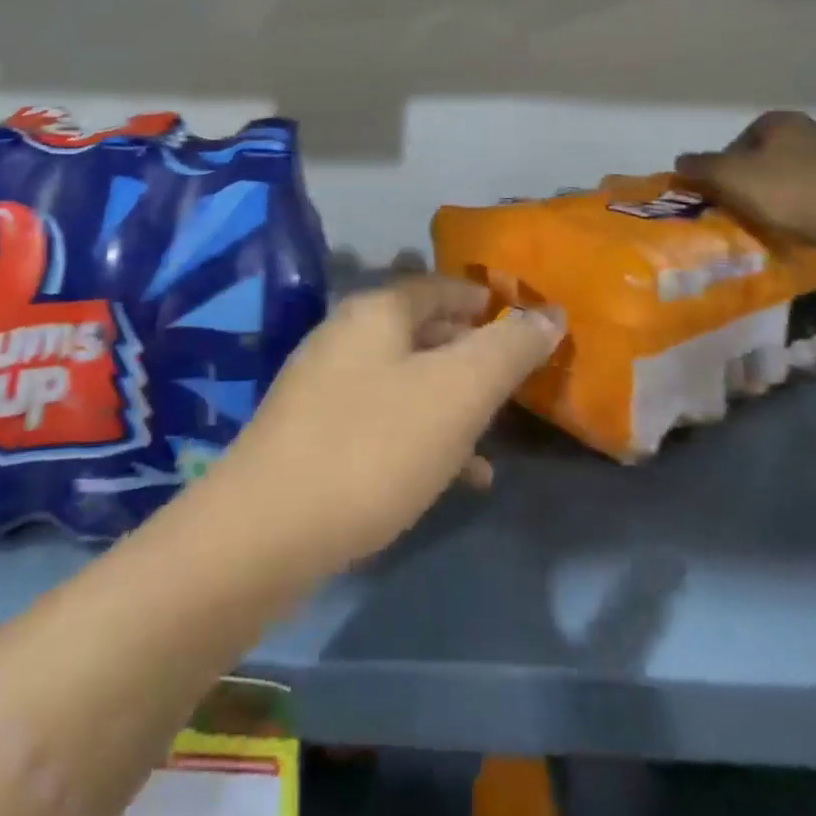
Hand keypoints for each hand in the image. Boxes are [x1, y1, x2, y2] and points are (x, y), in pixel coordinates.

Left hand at [211, 276, 562, 573]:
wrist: (267, 529)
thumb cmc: (375, 445)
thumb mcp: (458, 392)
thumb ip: (508, 349)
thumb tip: (548, 313)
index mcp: (377, 311)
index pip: (440, 286)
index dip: (484, 300)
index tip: (522, 321)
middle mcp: (346, 336)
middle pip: (422, 330)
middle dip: (470, 352)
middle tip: (512, 379)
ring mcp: (324, 385)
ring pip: (405, 379)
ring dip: (450, 400)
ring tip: (492, 437)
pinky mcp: (313, 434)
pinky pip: (383, 420)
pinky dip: (422, 435)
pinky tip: (454, 477)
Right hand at [676, 110, 815, 251]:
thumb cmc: (789, 192)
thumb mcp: (731, 178)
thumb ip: (701, 166)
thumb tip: (681, 160)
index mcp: (783, 120)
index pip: (743, 137)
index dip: (727, 163)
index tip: (723, 189)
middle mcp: (815, 129)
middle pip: (771, 154)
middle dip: (756, 176)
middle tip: (745, 205)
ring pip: (799, 172)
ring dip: (785, 191)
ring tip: (777, 219)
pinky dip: (811, 204)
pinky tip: (807, 225)